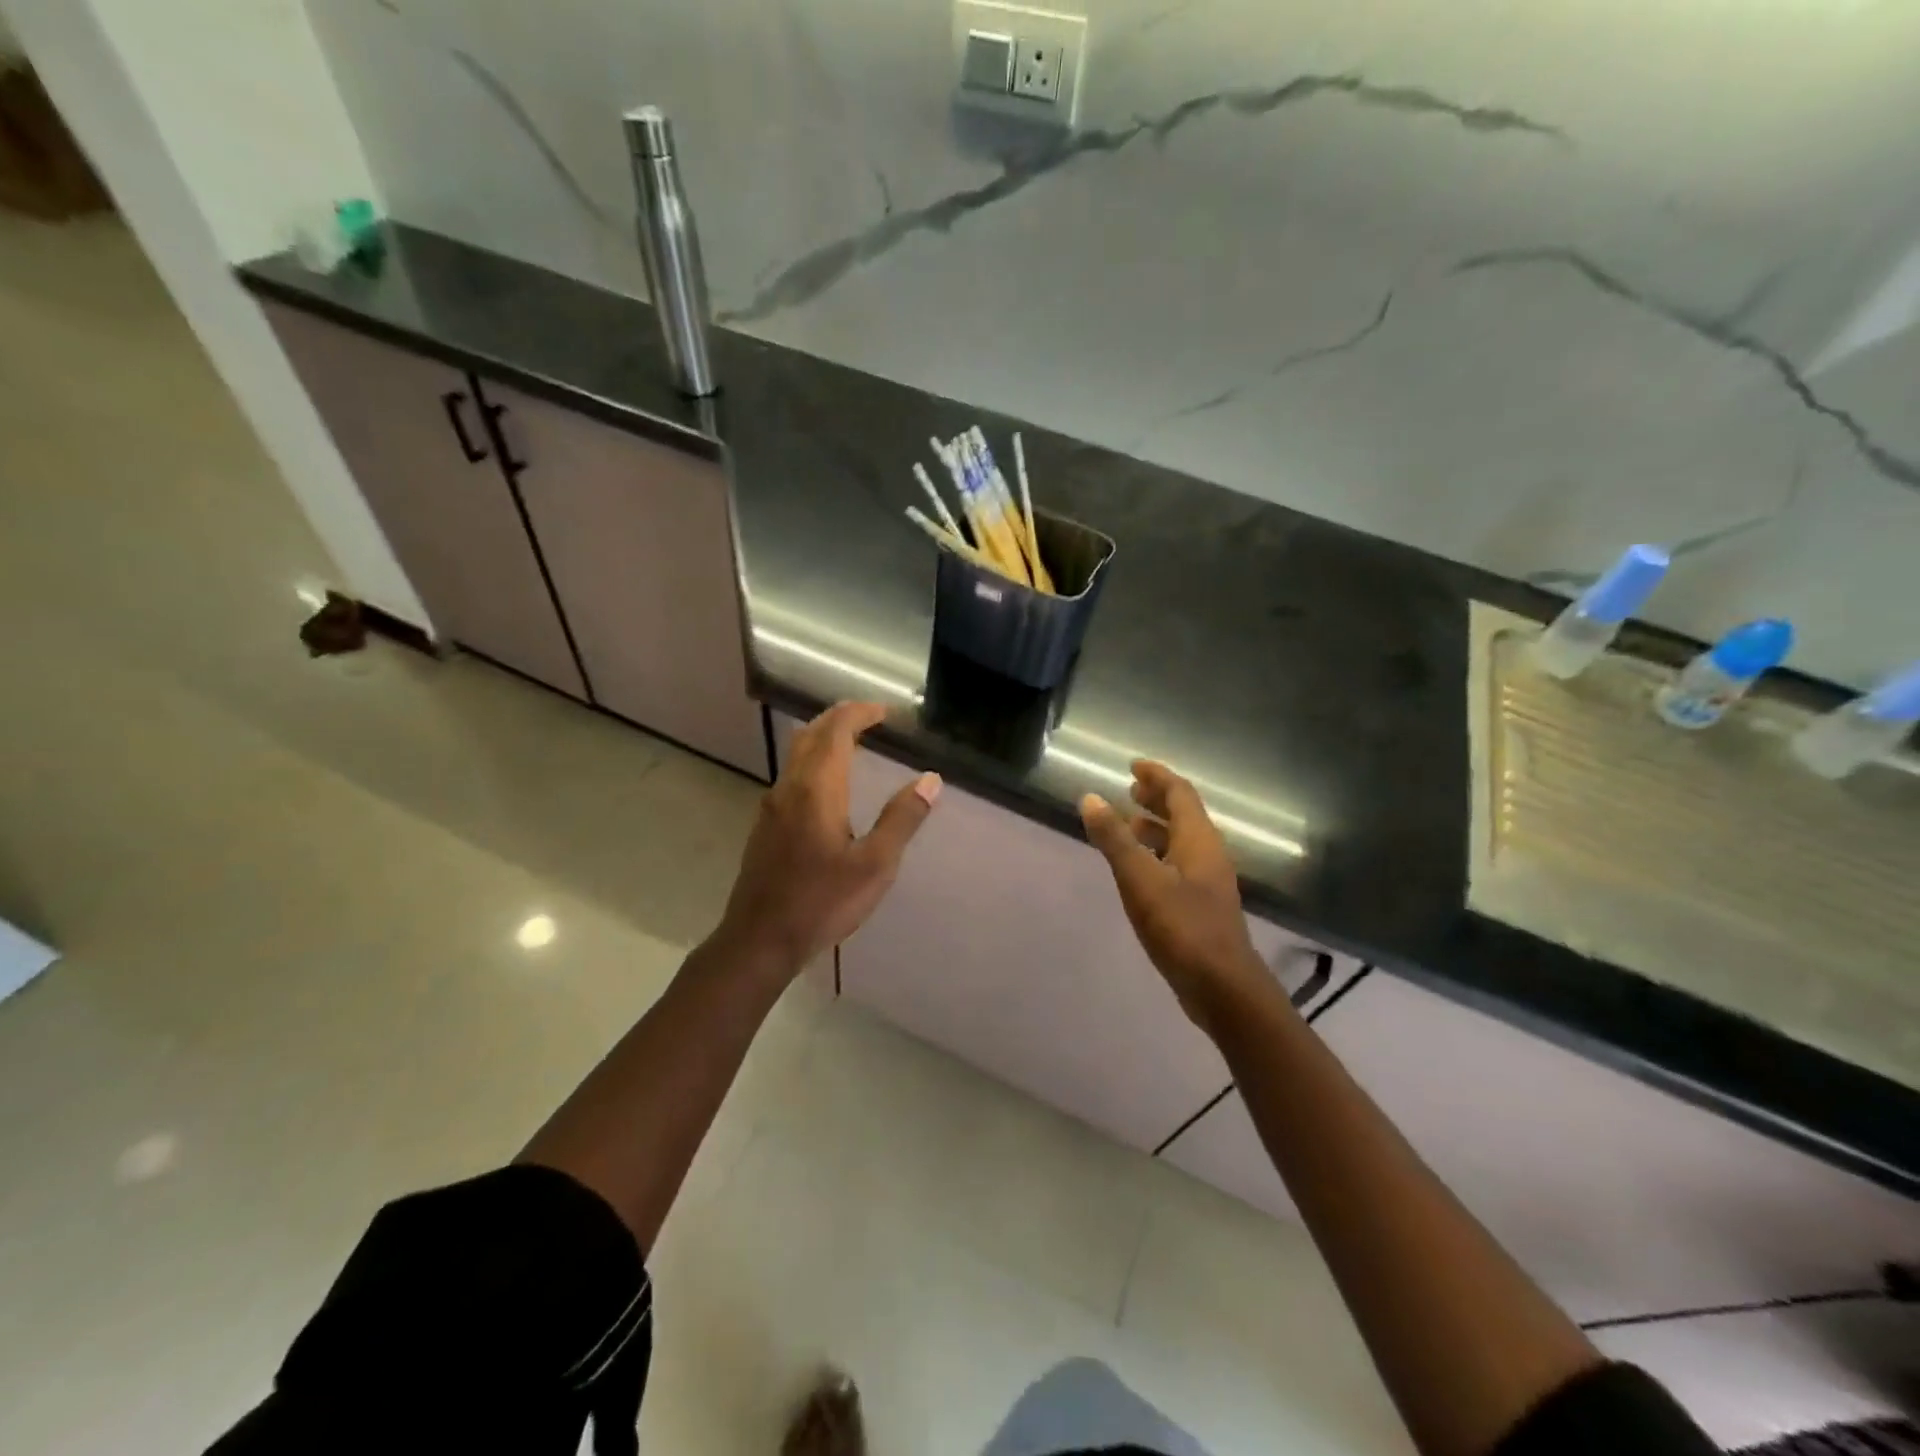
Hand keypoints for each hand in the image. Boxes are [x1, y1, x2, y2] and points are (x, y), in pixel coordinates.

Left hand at [719, 701, 940, 975]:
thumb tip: (930, 779)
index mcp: (816, 789)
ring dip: (825, 739)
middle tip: (872, 720)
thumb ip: (902, 819)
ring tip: (857, 746)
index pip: (836, 729)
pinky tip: (831, 788)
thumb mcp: (875, 865)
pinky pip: (792, 775)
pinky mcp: (766, 826)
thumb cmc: (822, 903)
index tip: (887, 713)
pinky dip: (815, 762)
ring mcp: (772, 806)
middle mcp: (789, 787)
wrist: (759, 940)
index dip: (860, 713)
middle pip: (811, 733)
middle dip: (841, 718)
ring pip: (797, 754)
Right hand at [1081, 761, 1275, 1030]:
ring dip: (1157, 827)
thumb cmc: (1182, 928)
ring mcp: (1208, 882)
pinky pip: (1180, 863)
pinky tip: (1140, 870)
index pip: (1180, 793)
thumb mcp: (1140, 880)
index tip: (1133, 765)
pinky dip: (1158, 854)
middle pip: (1185, 814)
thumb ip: (1115, 840)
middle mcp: (1208, 854)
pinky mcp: (1203, 905)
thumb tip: (1090, 798)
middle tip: (1130, 790)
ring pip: (1182, 841)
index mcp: (1199, 840)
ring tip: (1129, 825)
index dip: (1157, 776)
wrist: (1222, 987)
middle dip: (1157, 799)